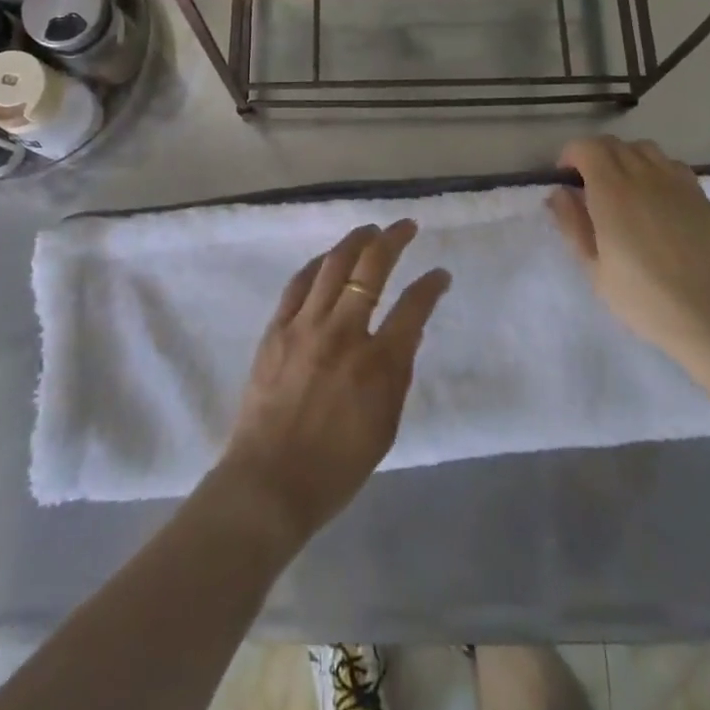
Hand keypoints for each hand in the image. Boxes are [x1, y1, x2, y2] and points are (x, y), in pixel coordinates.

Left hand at [213, 220, 450, 547]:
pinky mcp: (277, 328)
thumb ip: (397, 374)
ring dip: (355, 240)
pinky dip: (318, 264)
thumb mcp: (385, 426)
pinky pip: (299, 283)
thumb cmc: (336, 466)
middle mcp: (343, 333)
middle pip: (371, 268)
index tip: (440, 273)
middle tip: (406, 226)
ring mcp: (306, 326)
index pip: (413, 307)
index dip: (431, 285)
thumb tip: (405, 332)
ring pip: (333, 264)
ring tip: (370, 229)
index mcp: (377, 364)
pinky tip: (327, 258)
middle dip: (393, 240)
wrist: (269, 483)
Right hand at [548, 137, 709, 366]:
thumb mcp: (592, 266)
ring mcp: (676, 182)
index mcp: (611, 190)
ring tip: (623, 187)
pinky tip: (655, 197)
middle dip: (594, 156)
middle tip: (589, 186)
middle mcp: (643, 175)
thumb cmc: (640, 296)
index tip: (567, 179)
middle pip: (613, 144)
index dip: (570, 156)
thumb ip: (571, 222)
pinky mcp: (700, 195)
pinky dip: (655, 169)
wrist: (706, 316)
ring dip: (625, 158)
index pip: (586, 147)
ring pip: (644, 148)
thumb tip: (560, 192)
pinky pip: (671, 165)